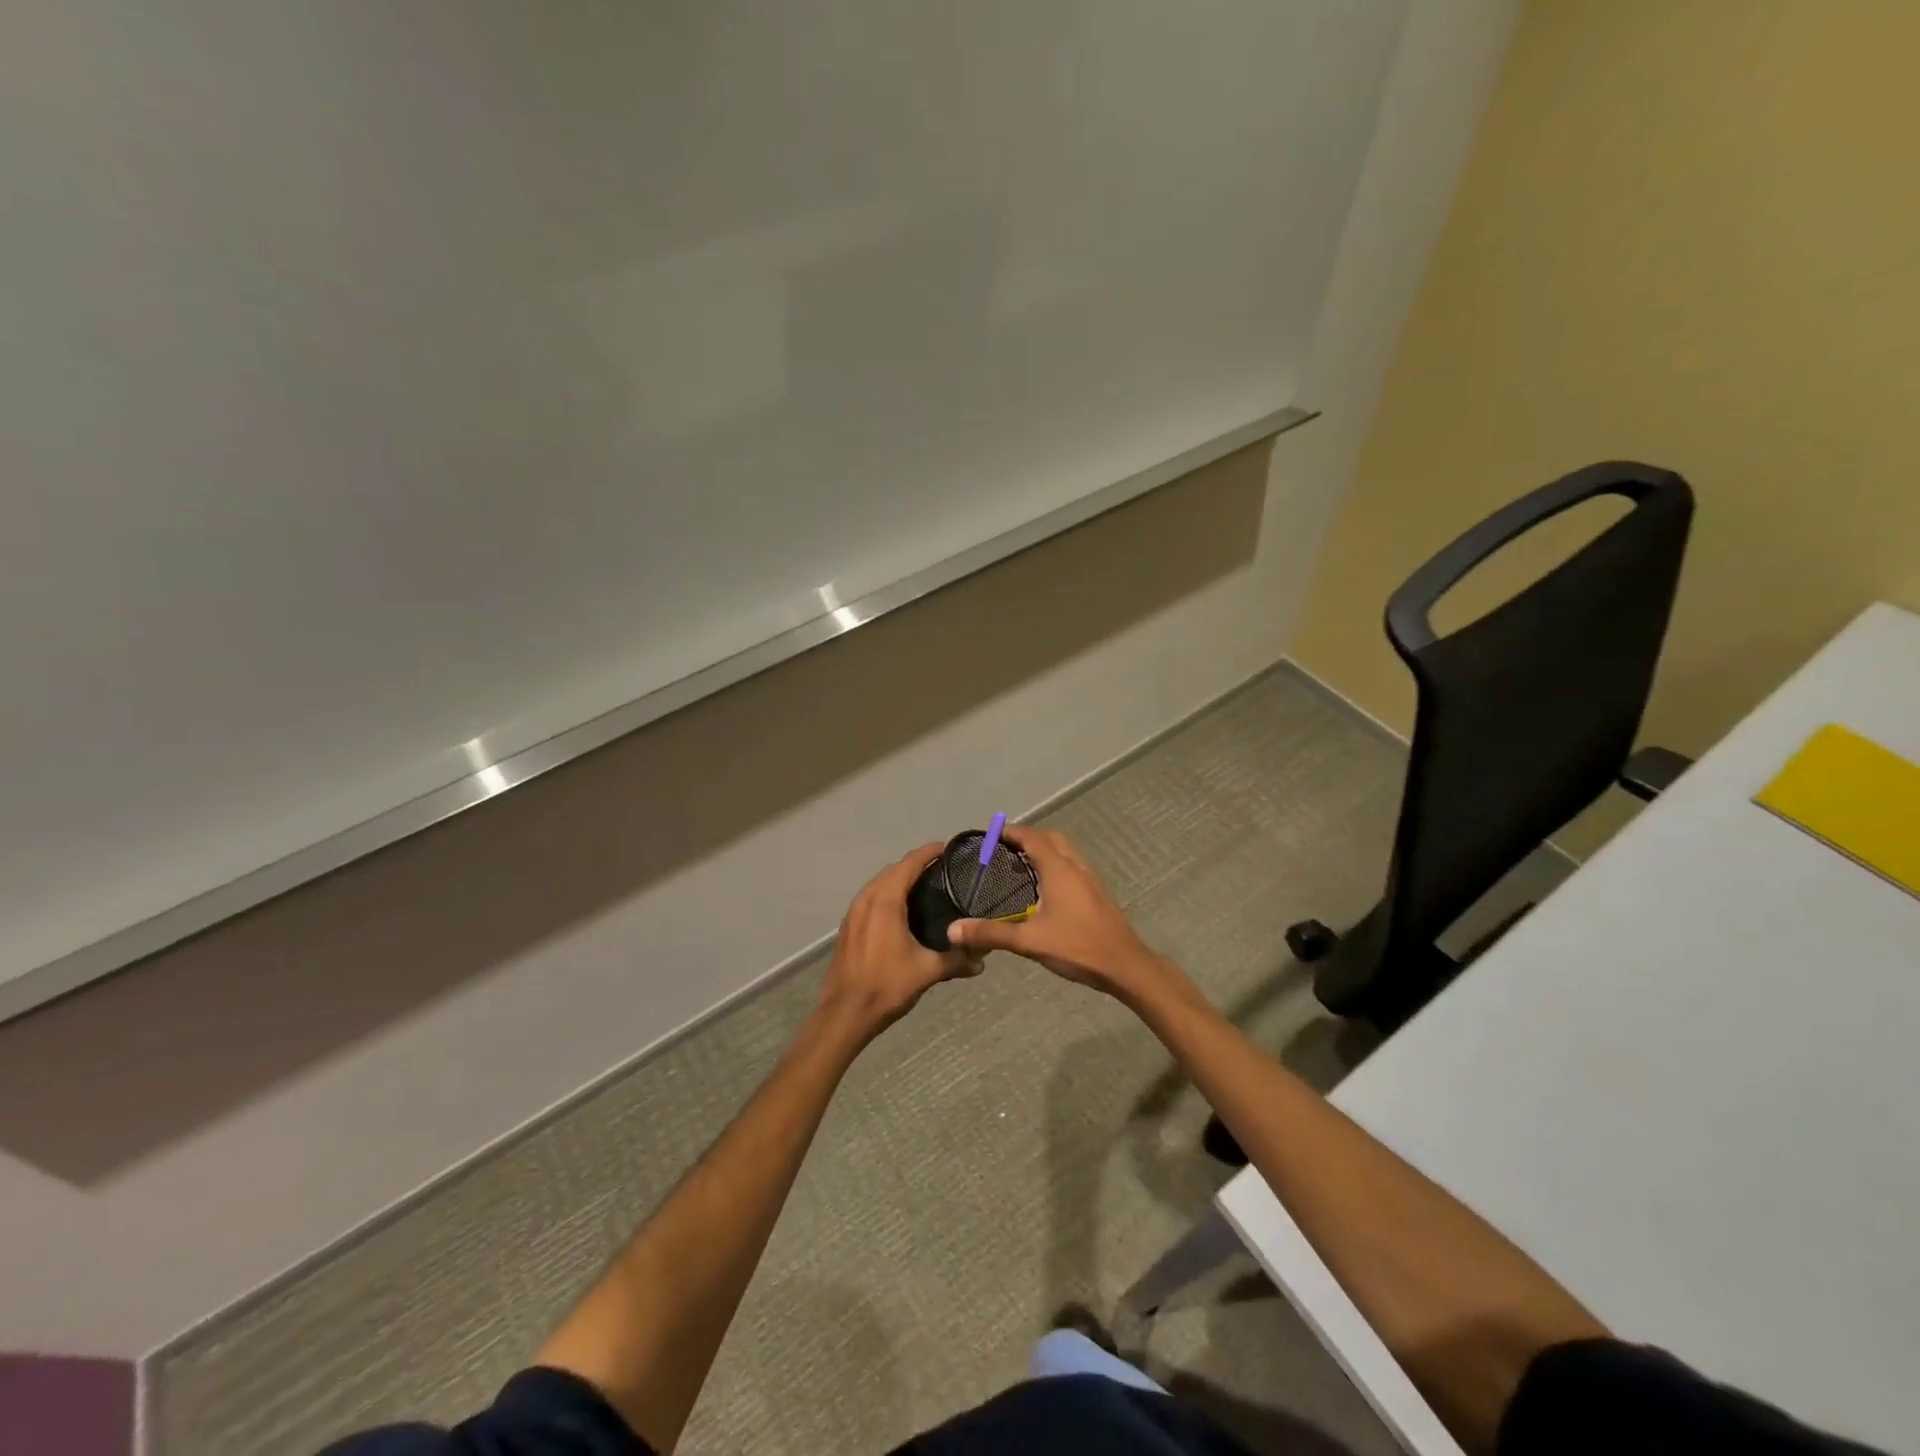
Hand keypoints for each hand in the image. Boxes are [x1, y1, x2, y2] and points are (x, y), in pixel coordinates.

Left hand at [818, 843, 979, 1042]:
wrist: (845, 1013)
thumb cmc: (887, 985)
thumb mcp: (927, 971)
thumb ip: (956, 961)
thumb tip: (982, 960)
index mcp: (885, 901)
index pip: (909, 864)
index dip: (928, 852)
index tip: (947, 848)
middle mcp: (867, 899)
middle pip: (893, 870)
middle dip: (915, 864)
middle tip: (942, 869)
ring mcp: (853, 913)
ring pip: (879, 884)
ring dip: (899, 879)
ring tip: (924, 886)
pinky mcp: (848, 927)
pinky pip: (870, 898)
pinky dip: (887, 894)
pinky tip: (901, 911)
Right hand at [946, 826, 1167, 995]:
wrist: (1125, 965)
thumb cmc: (1077, 947)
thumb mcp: (1029, 941)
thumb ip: (991, 934)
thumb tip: (953, 930)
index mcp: (1058, 869)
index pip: (1033, 838)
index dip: (1012, 832)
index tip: (991, 833)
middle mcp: (1076, 867)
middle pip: (1052, 838)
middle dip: (1029, 837)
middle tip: (1006, 848)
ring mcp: (1091, 879)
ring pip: (1066, 851)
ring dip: (1046, 849)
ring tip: (1023, 864)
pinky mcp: (1098, 893)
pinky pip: (1074, 866)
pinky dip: (1057, 864)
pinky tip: (1046, 888)